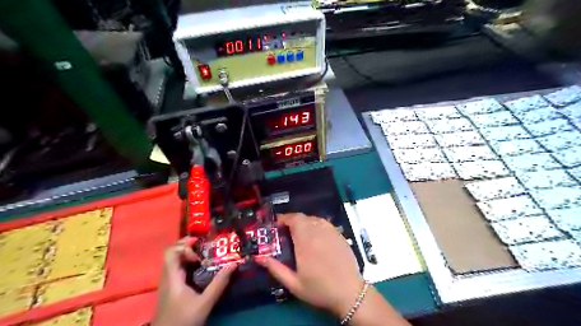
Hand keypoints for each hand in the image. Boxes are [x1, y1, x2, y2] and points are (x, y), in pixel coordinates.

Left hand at [152, 236, 239, 325]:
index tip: (200, 249)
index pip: (171, 252)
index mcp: (172, 277)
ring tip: (205, 254)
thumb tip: (233, 264)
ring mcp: (168, 282)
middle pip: (173, 253)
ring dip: (188, 253)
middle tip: (205, 244)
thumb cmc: (183, 320)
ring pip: (175, 260)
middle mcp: (167, 276)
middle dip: (188, 245)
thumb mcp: (205, 303)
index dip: (184, 245)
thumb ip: (219, 284)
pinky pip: (177, 268)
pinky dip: (187, 262)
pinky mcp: (171, 288)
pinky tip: (200, 267)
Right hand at [254, 213, 361, 316]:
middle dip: (292, 221)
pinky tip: (314, 236)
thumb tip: (259, 257)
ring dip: (304, 222)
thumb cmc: (319, 289)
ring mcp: (331, 232)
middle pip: (303, 217)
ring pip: (314, 218)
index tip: (276, 224)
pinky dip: (316, 224)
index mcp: (306, 242)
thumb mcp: (294, 284)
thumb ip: (276, 269)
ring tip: (299, 233)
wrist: (349, 293)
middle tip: (285, 231)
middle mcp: (318, 232)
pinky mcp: (339, 235)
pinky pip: (324, 223)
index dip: (284, 218)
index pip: (294, 219)